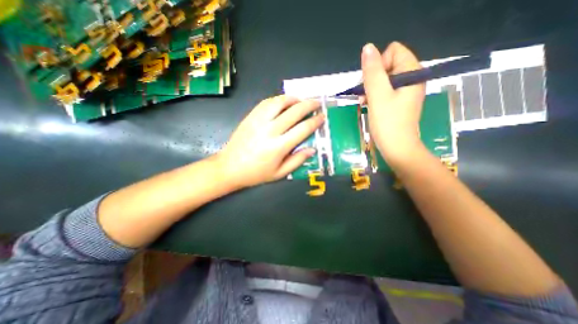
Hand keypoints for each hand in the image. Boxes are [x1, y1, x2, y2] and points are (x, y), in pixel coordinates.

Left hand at [217, 95, 324, 187]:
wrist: (230, 167)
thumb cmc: (256, 173)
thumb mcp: (280, 173)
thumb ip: (297, 160)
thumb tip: (312, 149)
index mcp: (279, 146)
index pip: (303, 128)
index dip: (315, 121)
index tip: (322, 117)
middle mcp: (270, 130)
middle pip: (294, 111)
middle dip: (309, 105)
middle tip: (317, 103)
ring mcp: (259, 121)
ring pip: (279, 102)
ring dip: (293, 99)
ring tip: (301, 100)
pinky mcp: (250, 117)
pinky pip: (266, 103)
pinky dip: (278, 99)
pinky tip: (283, 102)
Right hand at [363, 41, 425, 167]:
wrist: (397, 148)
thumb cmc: (388, 123)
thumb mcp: (378, 96)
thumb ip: (372, 72)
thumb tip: (367, 48)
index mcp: (412, 73)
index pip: (393, 51)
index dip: (378, 65)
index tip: (372, 84)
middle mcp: (411, 78)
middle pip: (388, 64)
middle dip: (373, 78)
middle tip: (366, 96)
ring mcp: (406, 91)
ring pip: (384, 78)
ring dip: (371, 88)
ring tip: (365, 102)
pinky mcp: (399, 101)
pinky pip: (385, 90)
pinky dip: (375, 96)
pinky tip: (368, 105)